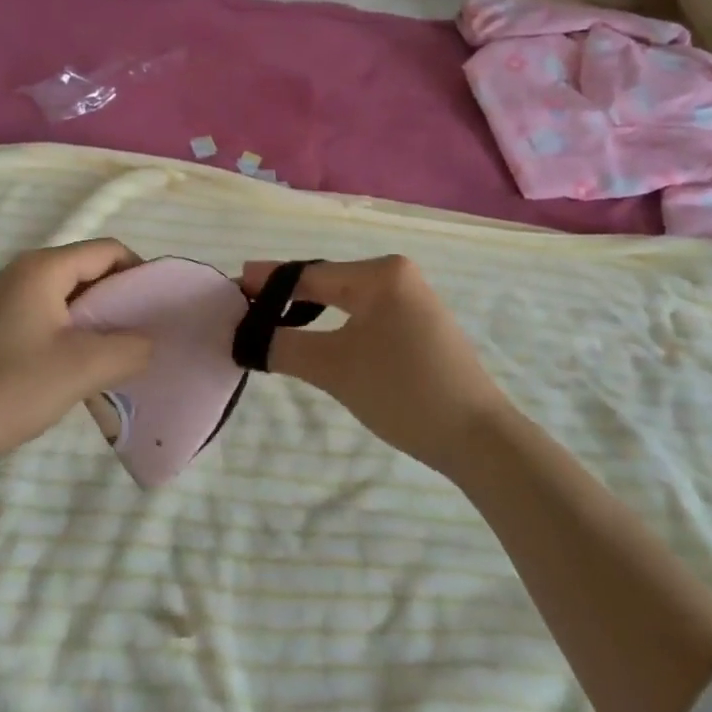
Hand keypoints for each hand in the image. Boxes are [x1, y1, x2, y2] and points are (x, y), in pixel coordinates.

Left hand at [0, 238, 151, 471]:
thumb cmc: (11, 388)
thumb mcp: (83, 368)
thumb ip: (130, 349)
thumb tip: (150, 343)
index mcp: (42, 268)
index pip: (108, 251)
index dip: (139, 275)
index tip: (157, 312)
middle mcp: (23, 271)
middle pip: (88, 269)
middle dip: (120, 299)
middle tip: (142, 336)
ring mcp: (6, 297)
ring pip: (69, 295)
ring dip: (97, 319)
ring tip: (116, 355)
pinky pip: (49, 313)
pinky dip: (73, 331)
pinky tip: (80, 366)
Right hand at [239, 255, 515, 476]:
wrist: (478, 438)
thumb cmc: (402, 391)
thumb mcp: (334, 368)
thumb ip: (283, 346)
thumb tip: (244, 337)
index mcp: (380, 273)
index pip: (310, 274)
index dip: (268, 282)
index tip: (233, 286)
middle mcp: (398, 275)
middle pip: (328, 283)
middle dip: (287, 297)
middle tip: (247, 308)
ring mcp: (414, 300)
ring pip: (347, 300)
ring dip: (311, 313)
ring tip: (274, 325)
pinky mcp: (421, 325)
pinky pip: (366, 315)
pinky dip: (337, 325)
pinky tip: (319, 339)